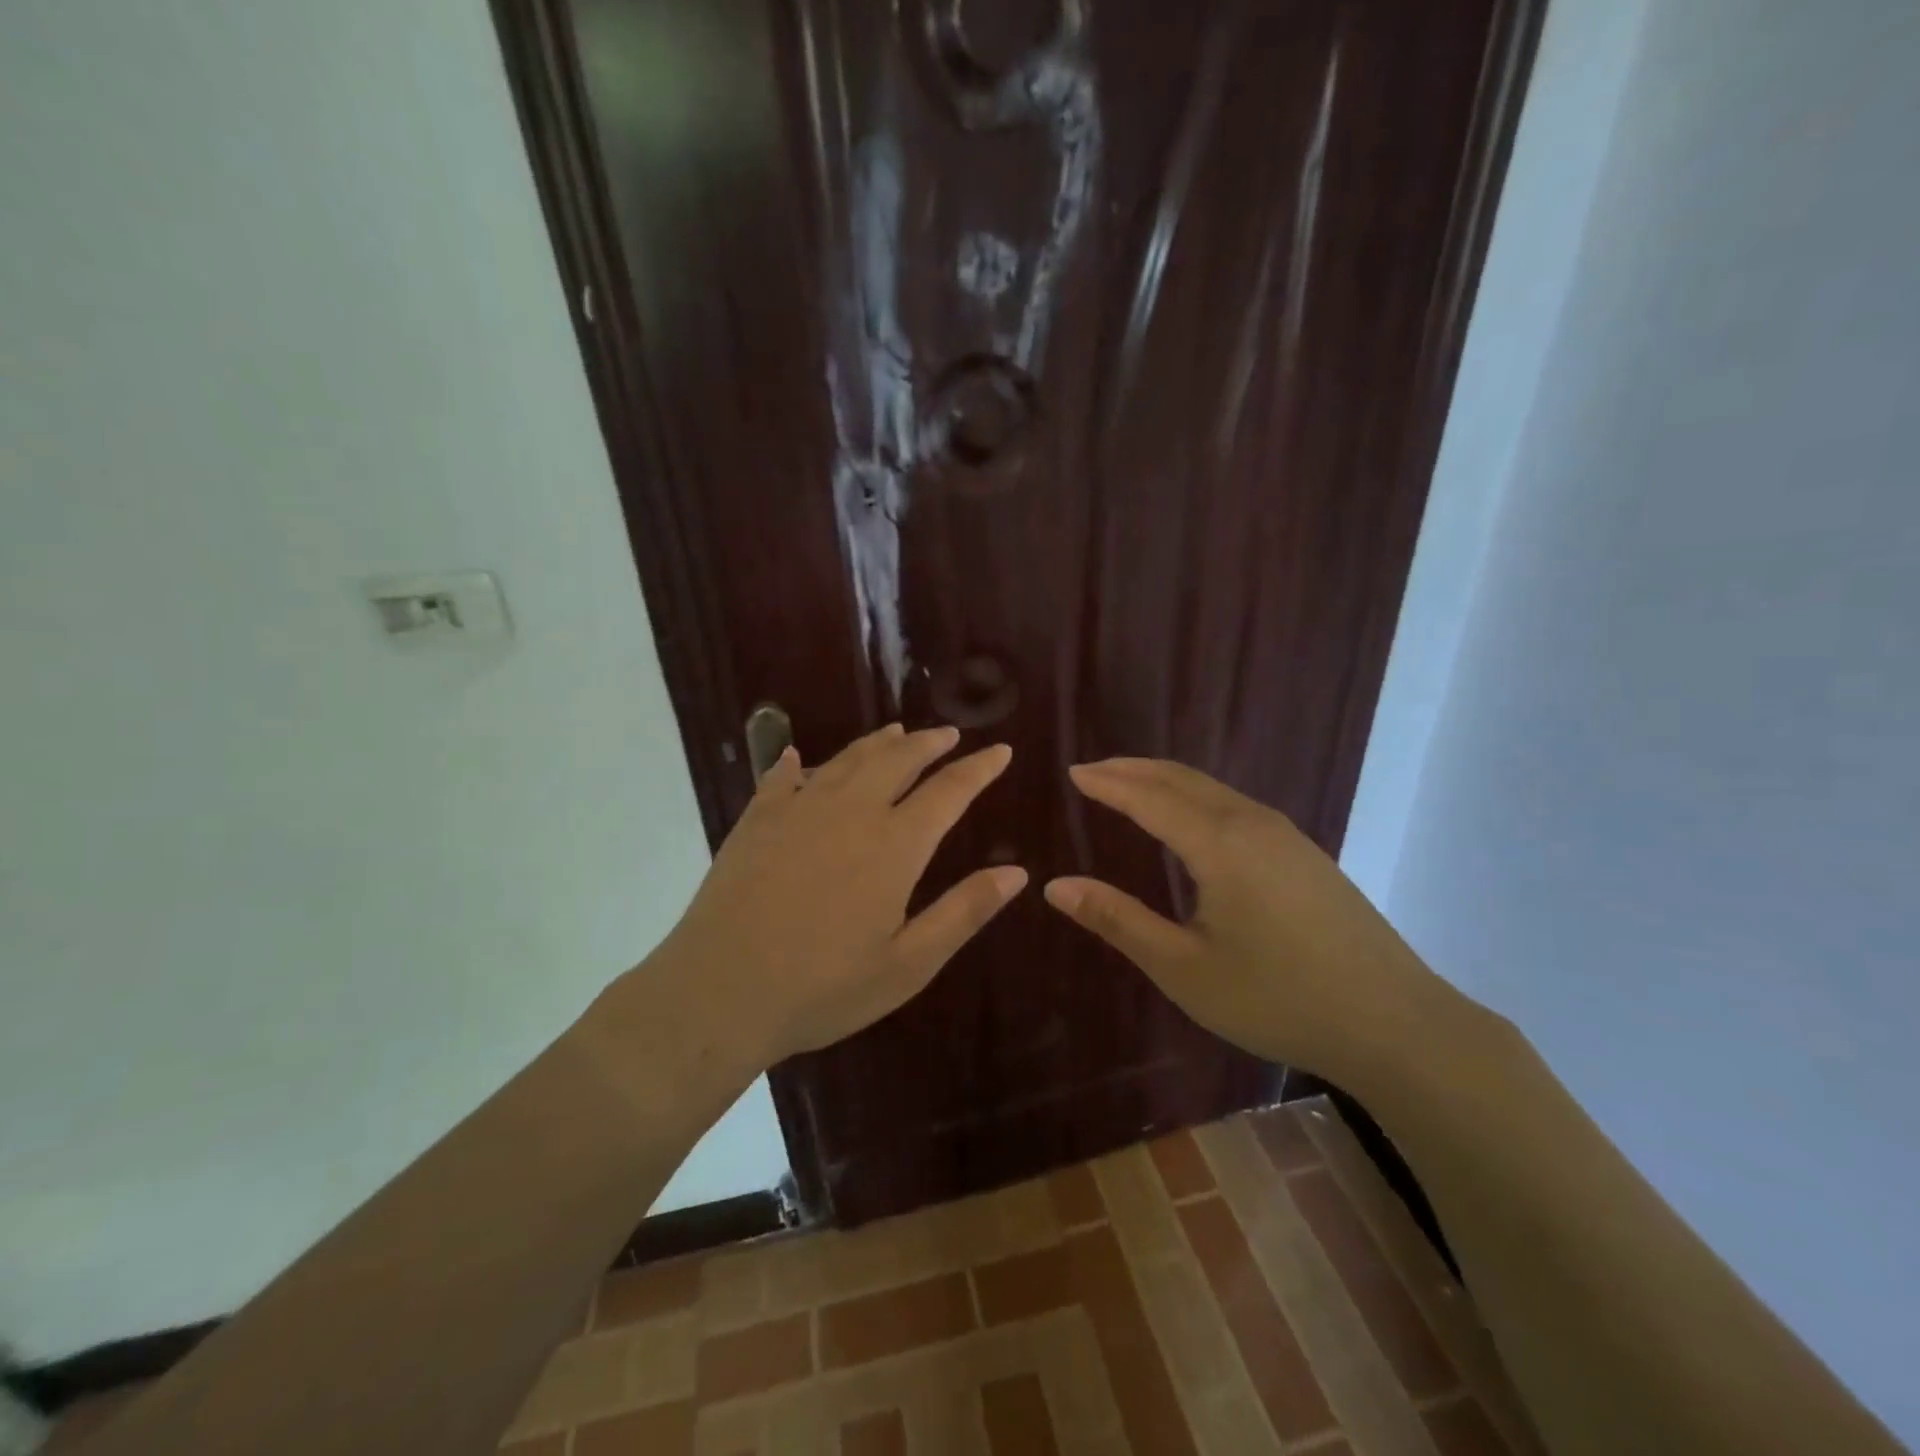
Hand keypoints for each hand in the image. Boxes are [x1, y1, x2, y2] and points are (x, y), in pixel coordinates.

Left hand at [650, 725, 1025, 1068]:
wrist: (720, 991)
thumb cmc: (824, 987)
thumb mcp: (908, 964)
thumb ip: (964, 912)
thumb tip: (1017, 873)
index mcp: (895, 844)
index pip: (949, 791)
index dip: (979, 769)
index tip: (1001, 751)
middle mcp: (852, 810)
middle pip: (899, 760)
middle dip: (930, 743)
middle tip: (949, 734)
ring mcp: (799, 808)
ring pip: (848, 758)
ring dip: (878, 743)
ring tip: (897, 733)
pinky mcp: (758, 818)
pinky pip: (784, 775)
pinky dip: (799, 761)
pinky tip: (799, 756)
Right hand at [1043, 758, 1463, 1091]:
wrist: (1394, 1024)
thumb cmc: (1277, 998)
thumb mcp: (1184, 968)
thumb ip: (1118, 921)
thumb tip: (1056, 887)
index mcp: (1219, 844)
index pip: (1149, 797)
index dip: (1108, 783)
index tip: (1073, 772)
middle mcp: (1252, 823)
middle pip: (1182, 779)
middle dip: (1133, 770)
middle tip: (1093, 771)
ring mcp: (1286, 835)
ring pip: (1213, 789)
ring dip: (1166, 780)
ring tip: (1131, 786)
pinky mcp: (1305, 853)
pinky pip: (1236, 805)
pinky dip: (1196, 797)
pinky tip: (1191, 820)